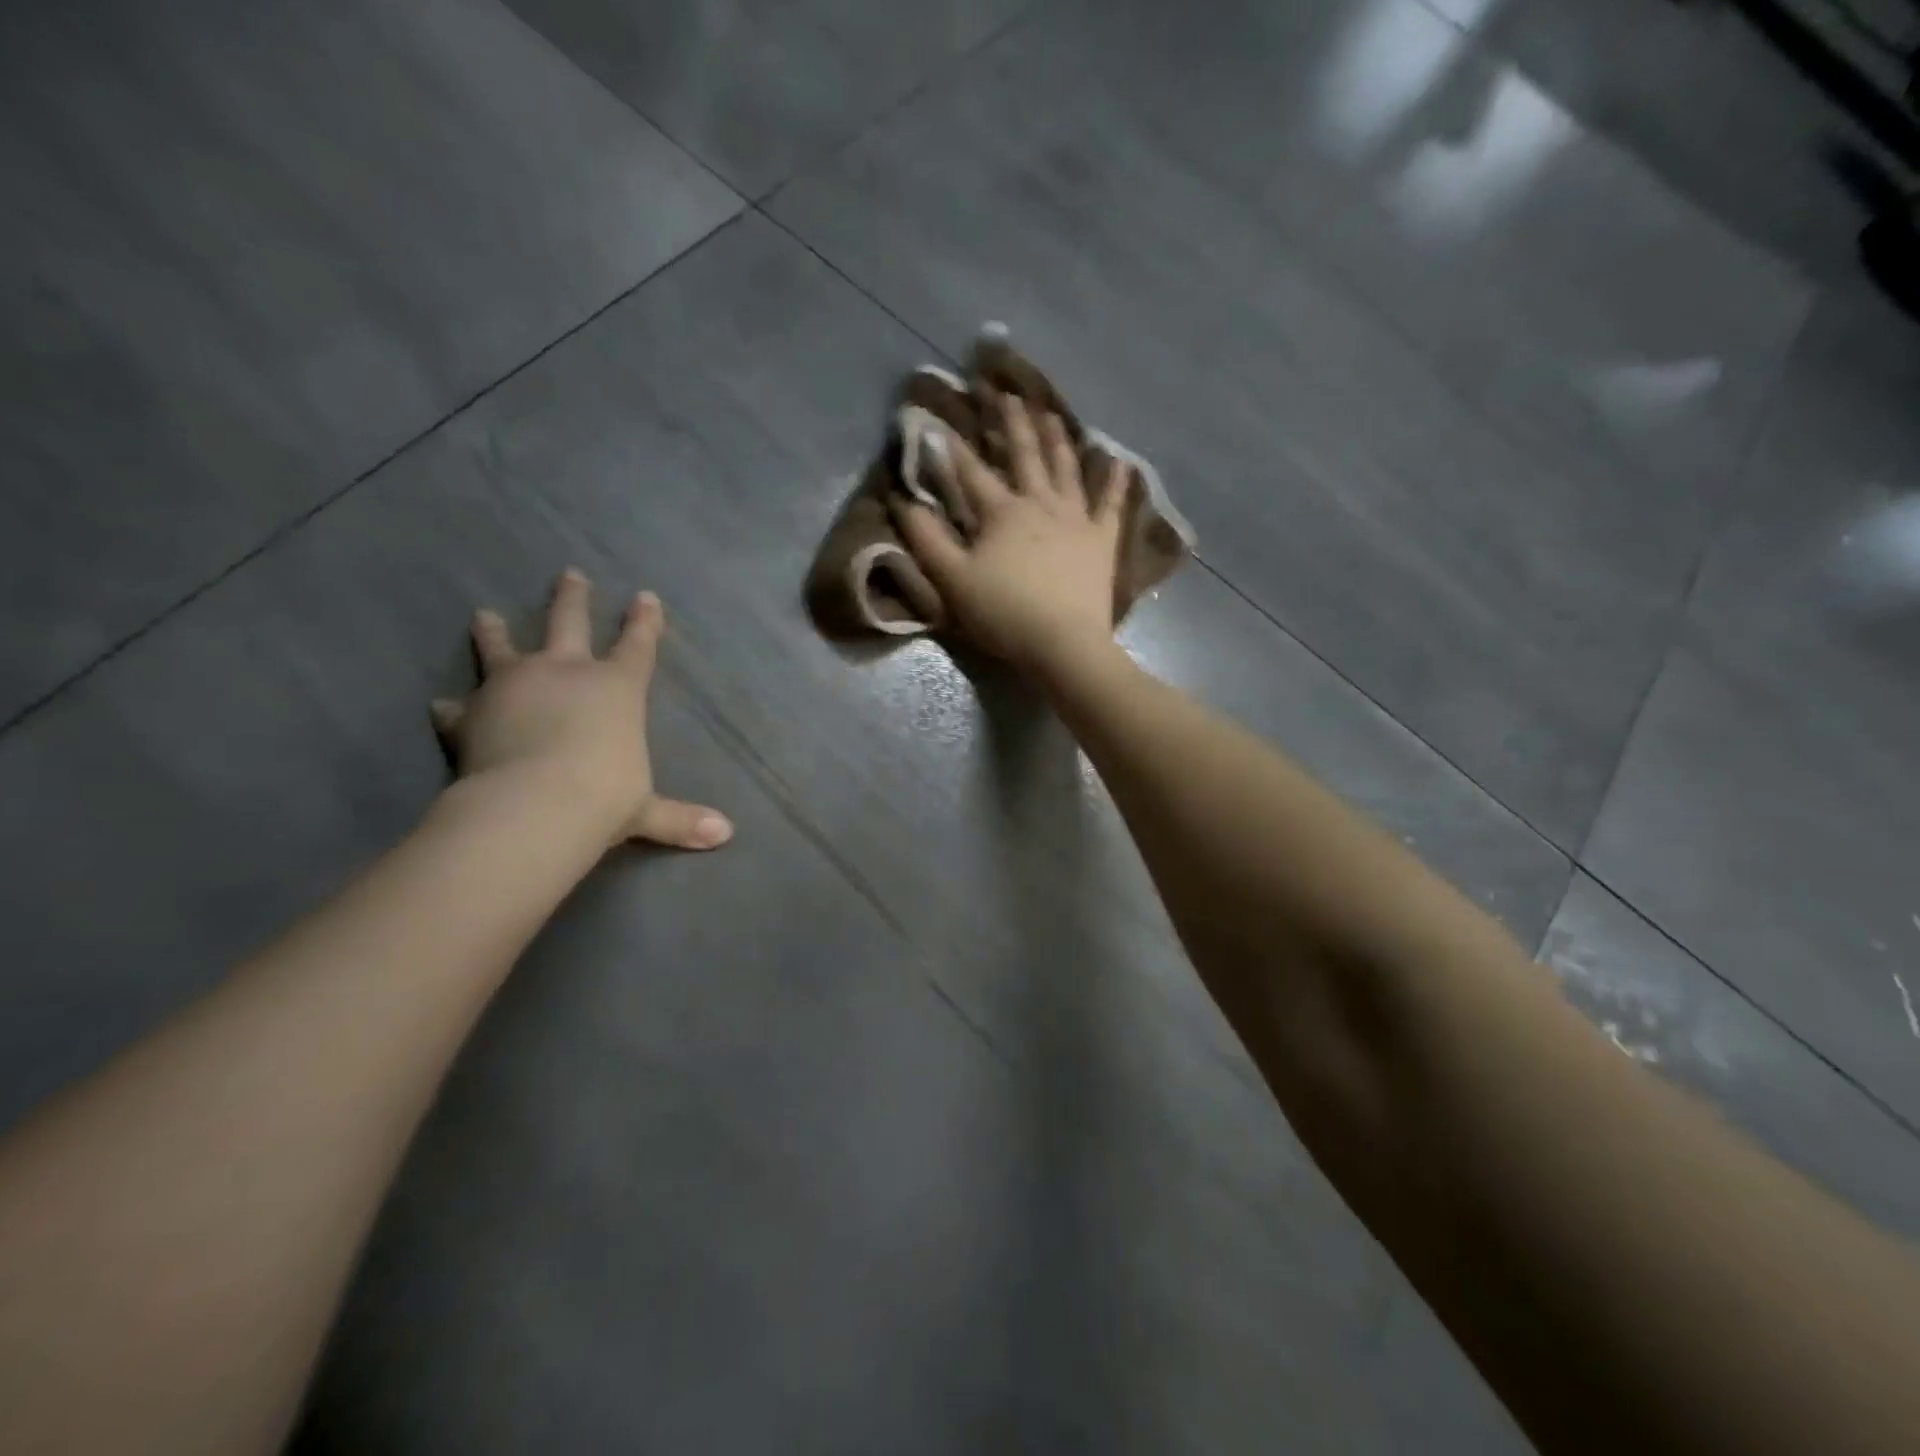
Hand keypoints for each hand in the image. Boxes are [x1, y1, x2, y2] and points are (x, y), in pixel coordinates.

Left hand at [431, 569, 732, 850]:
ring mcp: (513, 686)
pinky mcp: (472, 714)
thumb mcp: (646, 810)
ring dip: (493, 631)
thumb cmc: (603, 798)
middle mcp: (565, 673)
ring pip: (502, 647)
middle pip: (569, 622)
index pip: (638, 645)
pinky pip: (459, 707)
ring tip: (483, 614)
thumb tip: (726, 835)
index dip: (645, 621)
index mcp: (616, 688)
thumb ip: (680, 818)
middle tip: (569, 574)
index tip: (646, 596)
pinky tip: (442, 705)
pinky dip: (453, 707)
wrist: (533, 807)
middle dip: (573, 598)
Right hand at [892, 395, 1124, 672]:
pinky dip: (1115, 482)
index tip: (937, 422)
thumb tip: (903, 501)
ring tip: (1051, 413)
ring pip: (1066, 468)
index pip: (971, 472)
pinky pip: (1111, 504)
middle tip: (1006, 393)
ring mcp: (1076, 519)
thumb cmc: (1004, 614)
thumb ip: (927, 539)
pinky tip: (1119, 460)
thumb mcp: (952, 580)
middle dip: (1012, 424)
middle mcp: (1040, 504)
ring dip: (1057, 438)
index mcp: (1001, 512)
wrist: (1063, 645)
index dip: (951, 448)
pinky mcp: (1102, 541)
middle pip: (1025, 455)